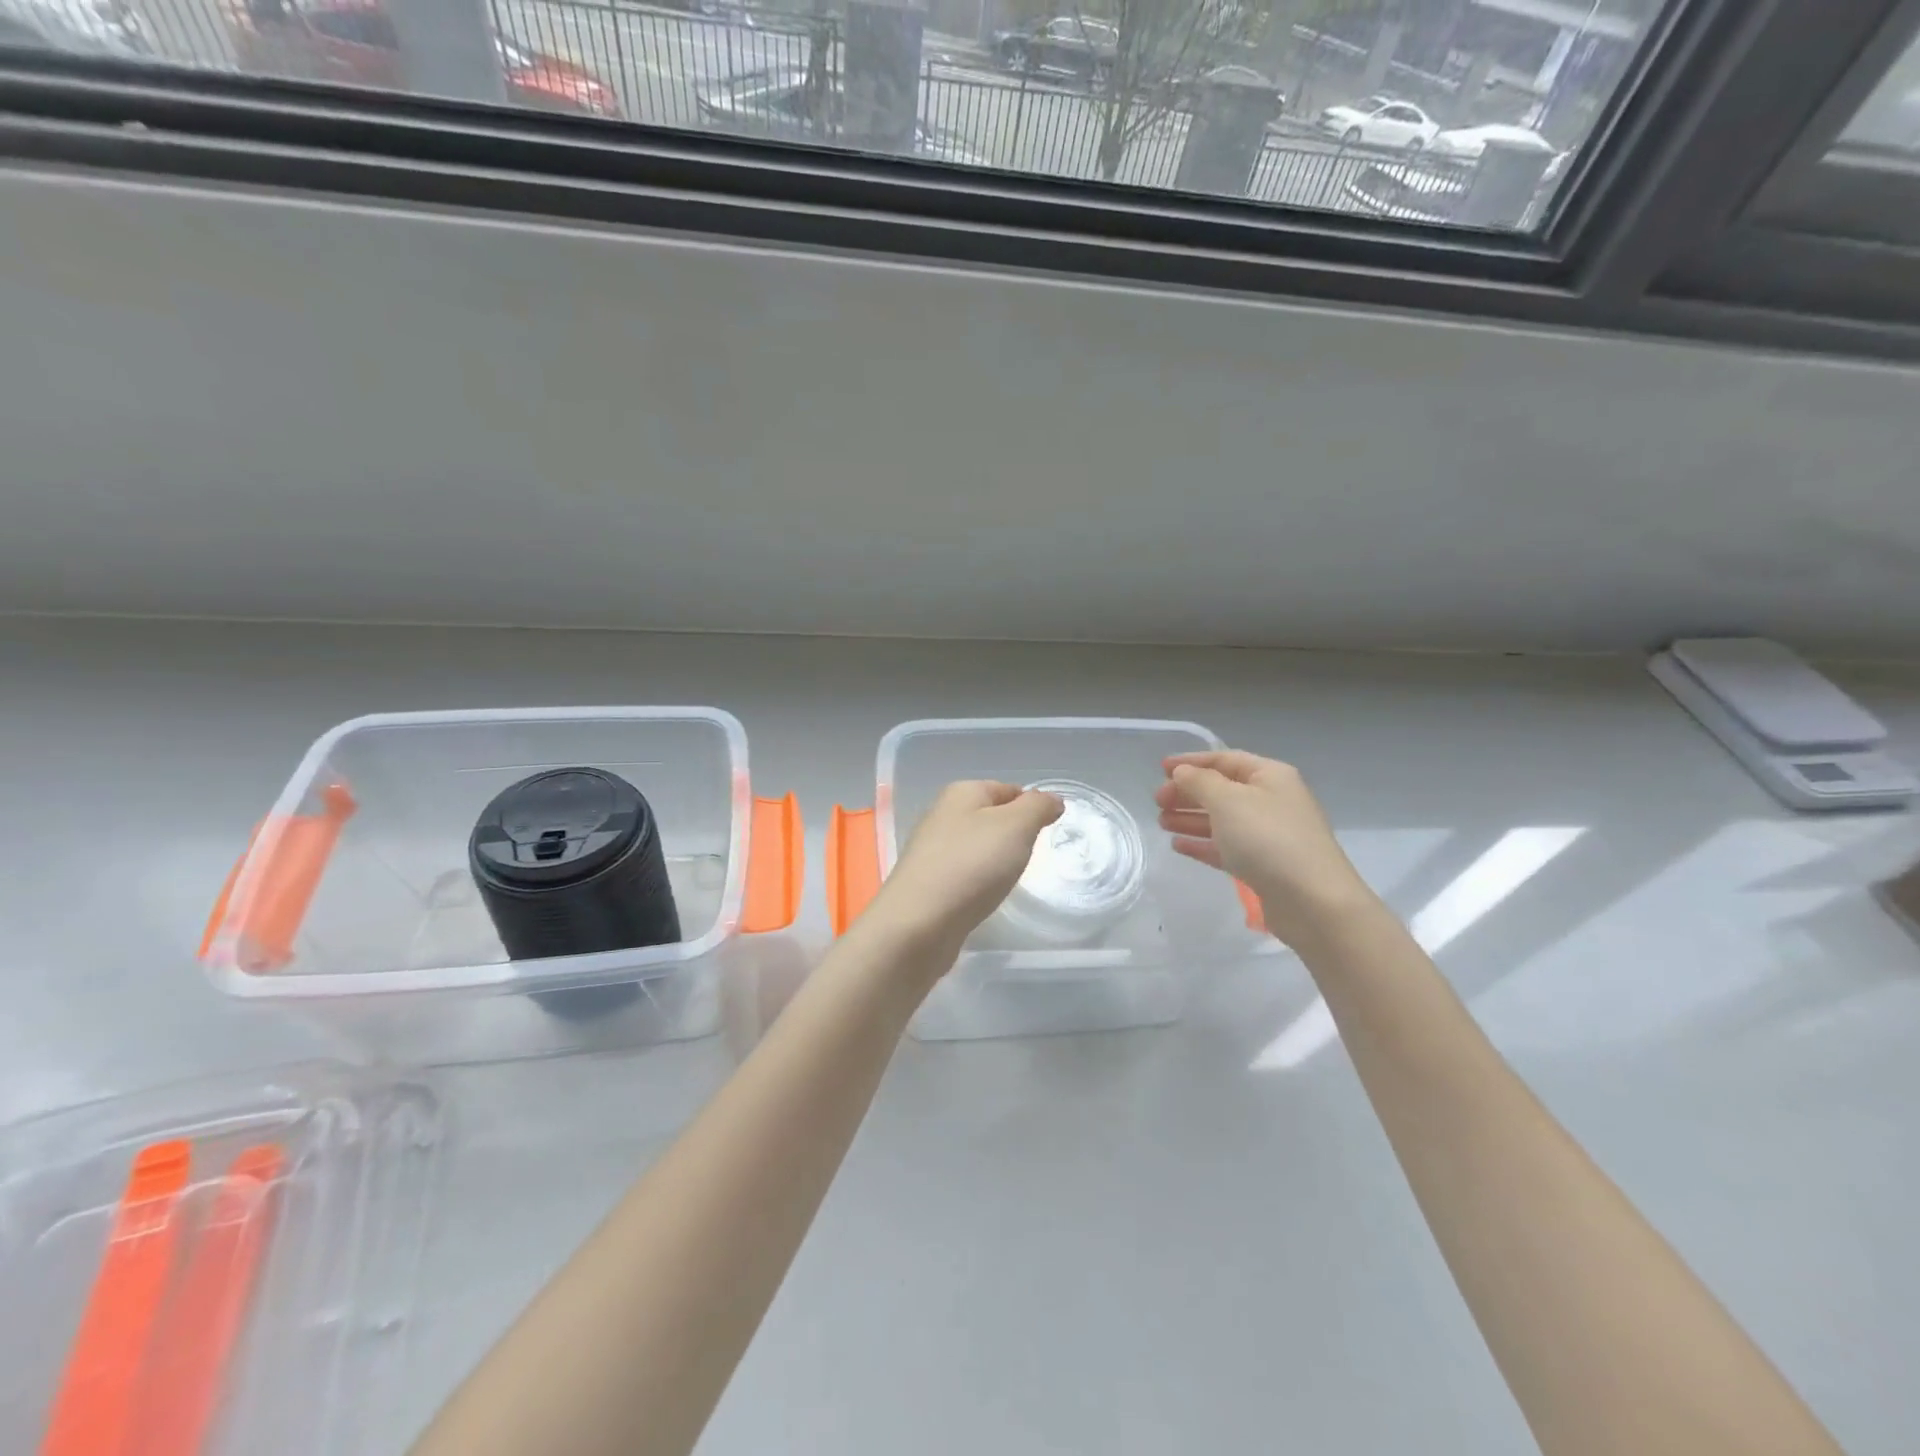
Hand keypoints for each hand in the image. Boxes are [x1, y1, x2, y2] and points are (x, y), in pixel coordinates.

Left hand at [866, 781, 1062, 953]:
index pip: (1008, 789)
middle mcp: (942, 815)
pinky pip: (964, 873)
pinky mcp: (928, 882)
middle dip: (1015, 835)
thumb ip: (1037, 808)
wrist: (918, 923)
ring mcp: (932, 850)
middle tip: (1032, 857)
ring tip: (1010, 878)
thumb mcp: (1016, 826)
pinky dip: (979, 881)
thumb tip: (1052, 800)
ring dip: (997, 860)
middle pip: (991, 817)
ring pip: (977, 846)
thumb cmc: (972, 865)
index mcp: (961, 792)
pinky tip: (986, 896)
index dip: (1032, 806)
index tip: (1050, 831)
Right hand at [1154, 750, 1374, 946]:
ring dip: (1190, 818)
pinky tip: (1178, 846)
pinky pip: (1226, 848)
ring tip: (1161, 823)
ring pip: (1222, 820)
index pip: (1225, 759)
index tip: (1160, 769)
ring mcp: (1269, 835)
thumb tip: (1182, 773)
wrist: (1313, 901)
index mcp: (1270, 776)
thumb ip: (1199, 782)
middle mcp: (1271, 801)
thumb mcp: (1228, 800)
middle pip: (1222, 790)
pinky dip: (1202, 844)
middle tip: (1156, 802)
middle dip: (1188, 793)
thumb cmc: (1268, 839)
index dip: (1191, 761)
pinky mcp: (1263, 866)